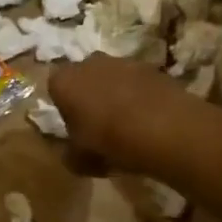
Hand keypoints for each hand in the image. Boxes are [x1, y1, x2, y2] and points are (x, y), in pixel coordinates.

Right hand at [47, 55, 188, 170]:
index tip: (75, 127)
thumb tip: (71, 153)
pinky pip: (137, 82)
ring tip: (128, 123)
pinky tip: (149, 118)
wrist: (166, 130)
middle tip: (100, 124)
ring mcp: (122, 61)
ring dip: (116, 94)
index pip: (55, 88)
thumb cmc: (110, 143)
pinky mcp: (151, 67)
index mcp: (64, 82)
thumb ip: (69, 154)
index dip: (64, 108)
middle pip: (84, 78)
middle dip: (89, 96)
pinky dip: (140, 95)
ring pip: (112, 77)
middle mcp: (89, 63)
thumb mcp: (80, 160)